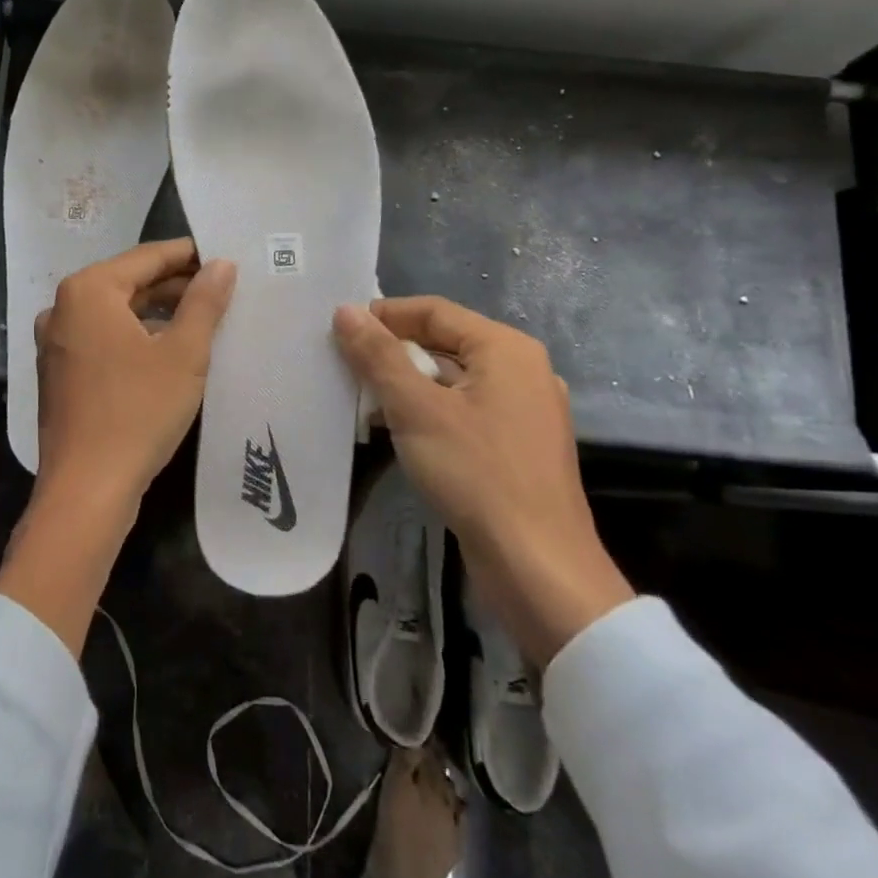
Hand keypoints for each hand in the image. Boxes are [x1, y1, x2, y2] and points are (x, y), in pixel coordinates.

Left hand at [34, 237, 236, 514]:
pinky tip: (167, 351)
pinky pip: (103, 338)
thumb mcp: (184, 354)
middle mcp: (63, 307)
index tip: (223, 255)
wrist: (86, 488)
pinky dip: (135, 336)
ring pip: (116, 312)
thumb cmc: (138, 411)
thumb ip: (204, 302)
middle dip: (175, 285)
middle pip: (129, 282)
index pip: (147, 257)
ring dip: (157, 312)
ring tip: (202, 318)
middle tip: (221, 289)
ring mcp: (56, 341)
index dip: (188, 255)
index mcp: (88, 290)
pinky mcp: (59, 371)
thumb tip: (221, 264)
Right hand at [333, 297, 632, 666]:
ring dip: (409, 384)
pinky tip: (399, 431)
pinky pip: (466, 410)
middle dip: (394, 352)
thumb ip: (378, 356)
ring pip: (454, 379)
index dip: (385, 315)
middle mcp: (523, 370)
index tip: (340, 328)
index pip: (434, 310)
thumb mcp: (416, 409)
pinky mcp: (519, 447)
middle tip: (346, 364)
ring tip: (364, 399)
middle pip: (446, 342)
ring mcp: (525, 411)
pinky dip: (431, 411)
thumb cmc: (476, 474)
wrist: (537, 567)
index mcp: (506, 349)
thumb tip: (345, 311)